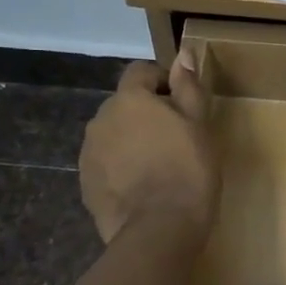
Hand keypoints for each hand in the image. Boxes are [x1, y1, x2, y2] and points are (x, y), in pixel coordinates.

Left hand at [80, 56, 219, 244]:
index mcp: (130, 99)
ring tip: (158, 166)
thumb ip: (188, 87)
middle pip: (125, 105)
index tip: (183, 104)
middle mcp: (101, 119)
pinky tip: (143, 188)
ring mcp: (89, 153)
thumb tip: (183, 54)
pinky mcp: (86, 183)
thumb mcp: (199, 126)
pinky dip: (121, 167)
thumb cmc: (188, 171)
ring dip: (132, 141)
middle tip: (176, 139)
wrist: (158, 230)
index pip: (141, 72)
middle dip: (147, 114)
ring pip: (114, 135)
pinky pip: (106, 163)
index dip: (163, 81)